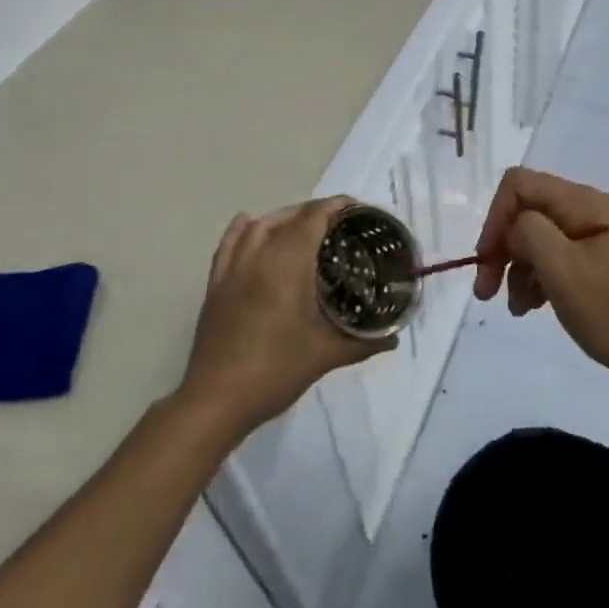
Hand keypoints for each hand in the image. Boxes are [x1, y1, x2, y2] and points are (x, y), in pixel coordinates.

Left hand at [180, 198, 394, 436]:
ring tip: (305, 226)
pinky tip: (249, 223)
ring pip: (258, 226)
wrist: (216, 400)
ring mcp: (233, 270)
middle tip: (340, 224)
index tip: (358, 210)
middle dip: (315, 212)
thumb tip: (393, 338)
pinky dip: (242, 229)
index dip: (335, 207)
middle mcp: (258, 257)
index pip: (313, 219)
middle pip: (288, 218)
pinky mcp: (215, 286)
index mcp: (287, 266)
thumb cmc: (275, 372)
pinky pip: (228, 245)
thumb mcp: (325, 356)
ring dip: (284, 218)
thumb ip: (362, 343)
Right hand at [473, 167, 608, 389]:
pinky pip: (552, 257)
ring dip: (515, 269)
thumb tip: (514, 226)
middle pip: (526, 211)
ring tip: (514, 307)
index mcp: (584, 202)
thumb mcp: (562, 268)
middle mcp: (588, 210)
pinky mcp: (593, 261)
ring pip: (535, 237)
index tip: (486, 259)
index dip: (496, 217)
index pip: (520, 184)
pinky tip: (530, 306)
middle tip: (486, 289)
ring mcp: (592, 236)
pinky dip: (534, 278)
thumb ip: (529, 231)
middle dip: (501, 248)